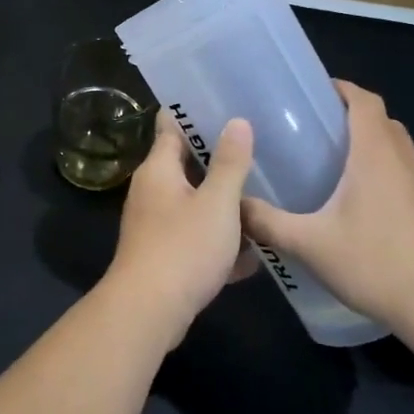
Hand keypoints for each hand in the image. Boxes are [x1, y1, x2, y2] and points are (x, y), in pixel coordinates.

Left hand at [102, 111, 255, 343]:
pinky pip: (196, 238)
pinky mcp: (164, 254)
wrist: (150, 310)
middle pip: (186, 166)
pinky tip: (253, 253)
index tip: (224, 103)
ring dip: (223, 204)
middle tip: (258, 148)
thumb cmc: (184, 248)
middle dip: (218, 160)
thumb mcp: (217, 203)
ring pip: (194, 204)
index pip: (171, 127)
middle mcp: (151, 191)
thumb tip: (237, 121)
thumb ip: (230, 163)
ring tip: (264, 197)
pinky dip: (219, 242)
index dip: (194, 114)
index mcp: (158, 170)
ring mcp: (155, 224)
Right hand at [240, 81, 413, 339]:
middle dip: (351, 115)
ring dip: (370, 144)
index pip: (365, 101)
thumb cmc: (377, 264)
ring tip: (331, 163)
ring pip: (397, 149)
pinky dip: (382, 173)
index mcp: (376, 156)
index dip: (341, 88)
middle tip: (313, 127)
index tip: (313, 91)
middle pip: (382, 121)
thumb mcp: (309, 245)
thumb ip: (266, 222)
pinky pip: (405, 176)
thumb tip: (233, 206)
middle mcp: (405, 162)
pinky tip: (358, 205)